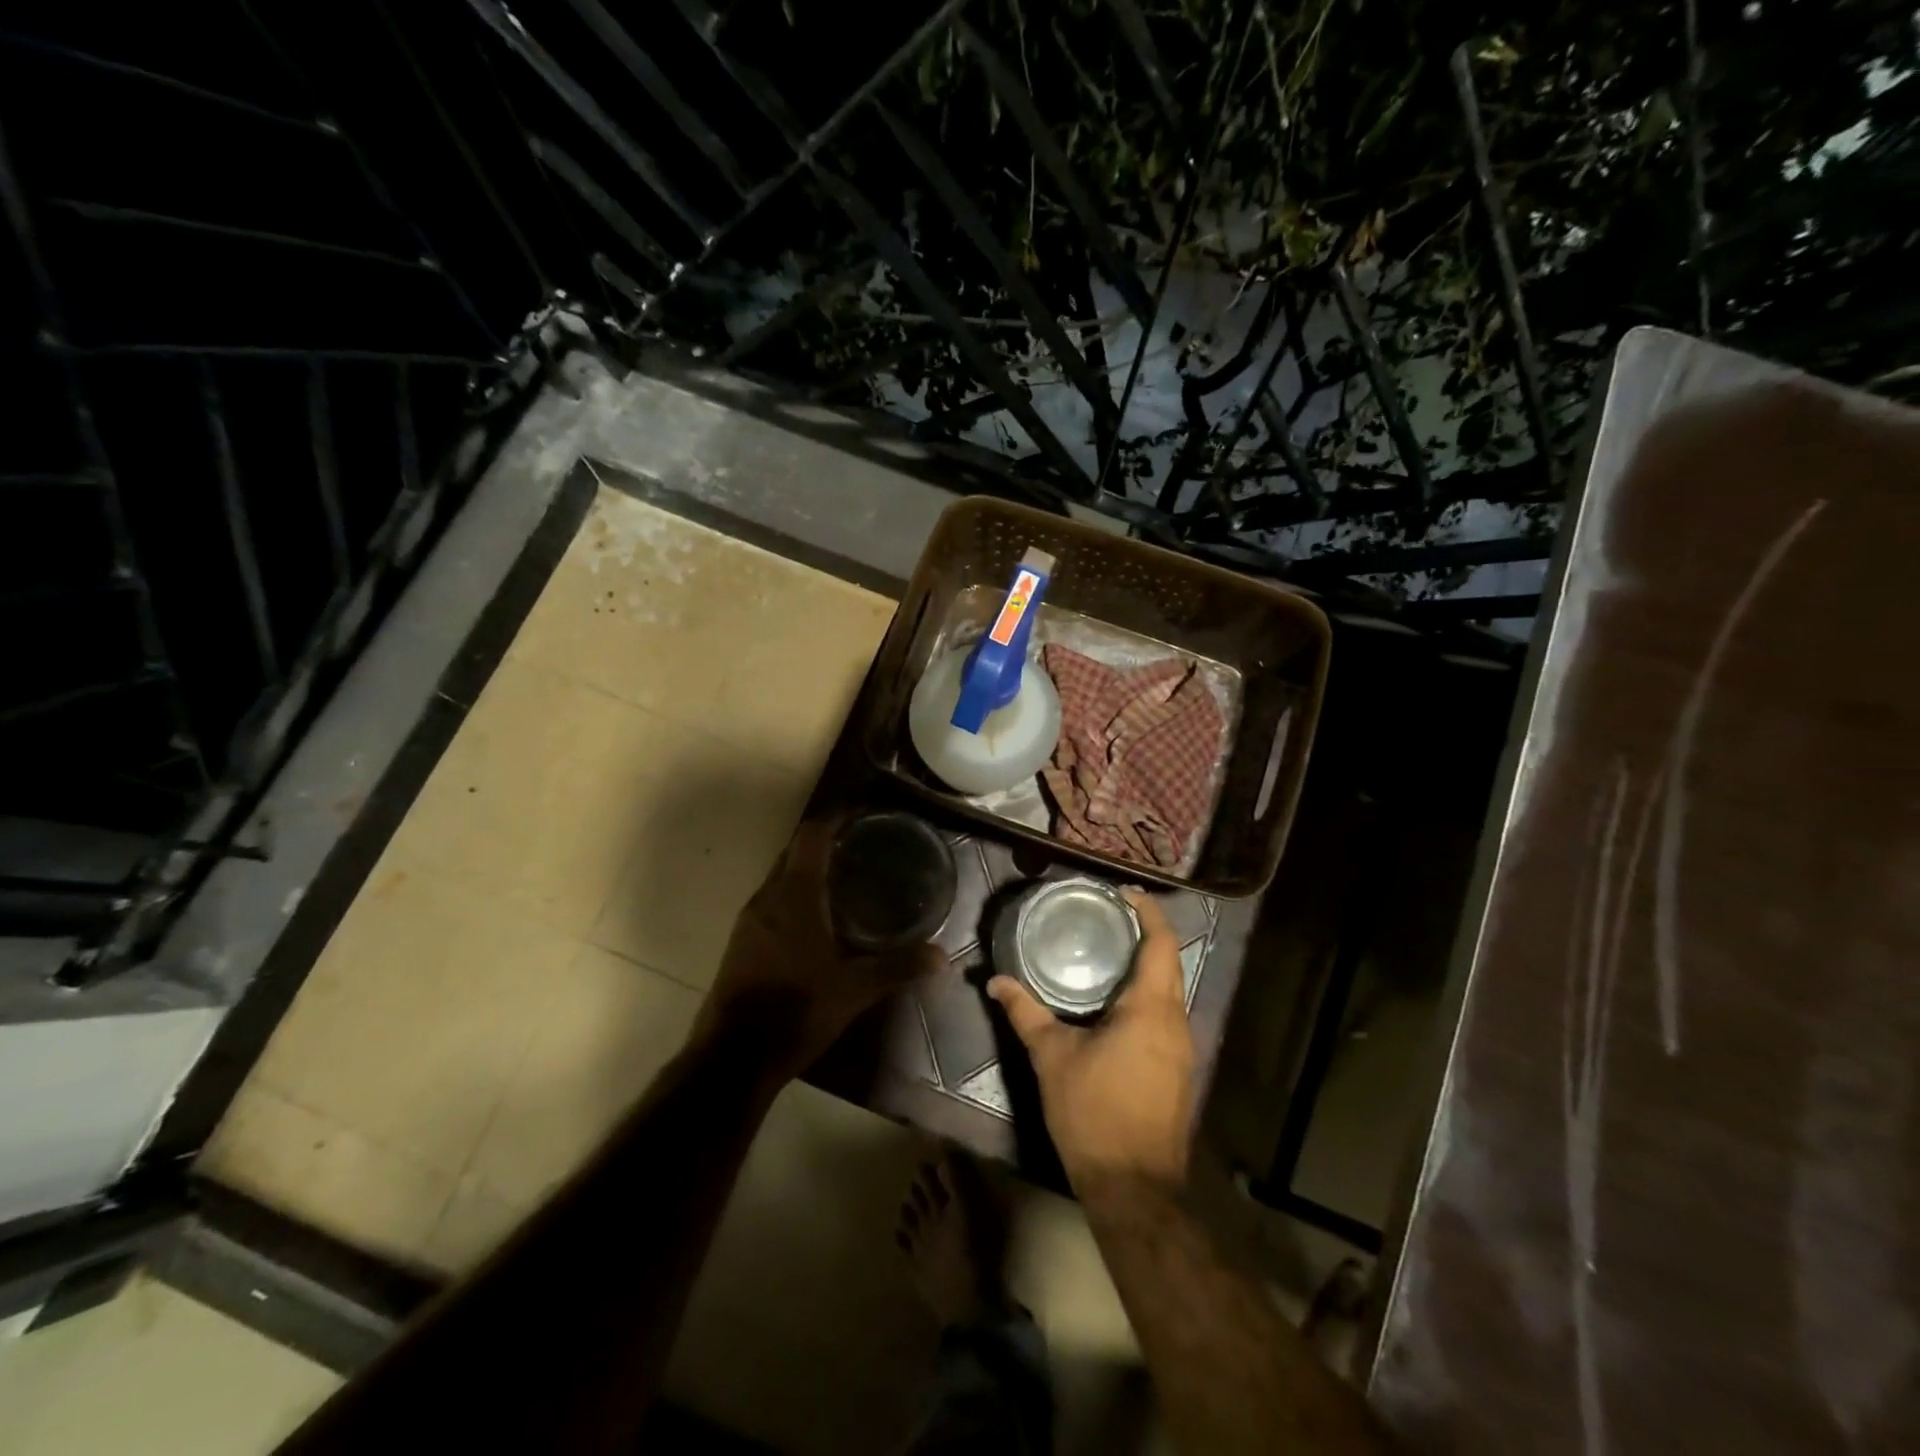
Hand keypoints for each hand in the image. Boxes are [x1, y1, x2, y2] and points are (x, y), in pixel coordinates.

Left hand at [701, 817, 942, 1078]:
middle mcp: (767, 898)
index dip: (834, 818)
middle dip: (824, 841)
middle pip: (794, 852)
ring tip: (845, 874)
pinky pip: (772, 900)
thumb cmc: (796, 1010)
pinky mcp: (741, 942)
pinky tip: (817, 916)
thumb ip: (898, 967)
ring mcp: (749, 920)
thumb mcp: (855, 990)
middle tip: (862, 843)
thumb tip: (942, 956)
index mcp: (794, 895)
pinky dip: (795, 893)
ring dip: (808, 868)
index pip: (811, 836)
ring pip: (780, 877)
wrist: (733, 1056)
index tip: (860, 812)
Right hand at [988, 889, 1194, 1187]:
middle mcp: (1176, 1021)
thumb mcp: (1052, 1057)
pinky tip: (1116, 1003)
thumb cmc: (1093, 1113)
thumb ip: (1025, 1012)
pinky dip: (1147, 995)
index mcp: (1151, 1008)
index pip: (1161, 943)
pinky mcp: (1179, 1070)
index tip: (1124, 892)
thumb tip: (996, 981)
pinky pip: (1167, 1015)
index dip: (1148, 911)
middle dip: (1146, 934)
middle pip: (1170, 962)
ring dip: (1147, 966)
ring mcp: (1183, 1048)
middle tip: (1108, 917)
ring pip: (1171, 990)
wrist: (1134, 1187)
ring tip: (1109, 951)